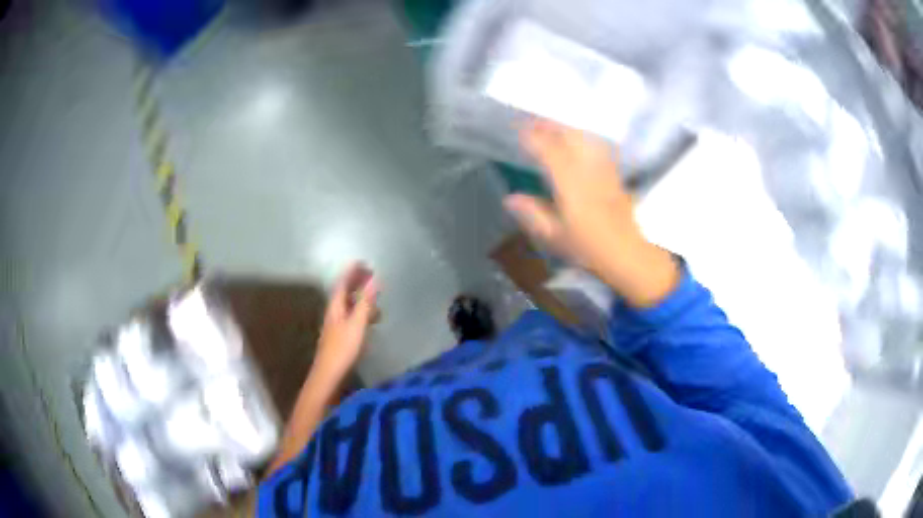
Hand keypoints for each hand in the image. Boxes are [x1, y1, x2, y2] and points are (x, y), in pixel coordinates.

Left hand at [313, 263, 378, 389]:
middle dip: (356, 283)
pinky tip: (368, 320)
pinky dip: (360, 312)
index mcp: (336, 307)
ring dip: (360, 298)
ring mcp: (335, 326)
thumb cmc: (343, 348)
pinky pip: (351, 317)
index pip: (343, 283)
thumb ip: (366, 302)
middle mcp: (333, 313)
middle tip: (370, 275)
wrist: (328, 376)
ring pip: (348, 305)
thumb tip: (375, 279)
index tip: (362, 262)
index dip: (352, 272)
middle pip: (344, 293)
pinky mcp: (340, 338)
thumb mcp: (357, 324)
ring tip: (374, 296)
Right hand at [504, 120, 678, 307]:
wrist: (628, 254)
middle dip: (550, 125)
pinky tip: (581, 142)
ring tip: (554, 127)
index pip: (549, 150)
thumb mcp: (554, 237)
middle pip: (569, 136)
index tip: (520, 129)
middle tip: (535, 121)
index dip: (534, 137)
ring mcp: (603, 170)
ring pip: (585, 139)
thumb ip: (532, 214)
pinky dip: (585, 139)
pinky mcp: (614, 175)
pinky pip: (598, 148)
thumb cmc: (589, 248)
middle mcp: (587, 170)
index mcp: (569, 183)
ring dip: (567, 129)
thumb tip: (510, 198)